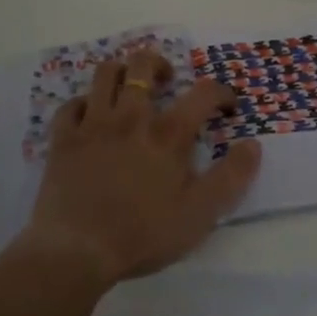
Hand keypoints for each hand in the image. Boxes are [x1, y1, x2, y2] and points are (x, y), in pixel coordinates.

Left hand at [22, 50, 259, 286]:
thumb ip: (231, 177)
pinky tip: (89, 117)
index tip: (227, 106)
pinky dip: (82, 105)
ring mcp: (93, 125)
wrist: (76, 252)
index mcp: (168, 134)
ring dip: (120, 72)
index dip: (221, 92)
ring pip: (105, 74)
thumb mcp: (200, 214)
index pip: (203, 93)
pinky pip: (71, 105)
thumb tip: (253, 144)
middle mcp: (131, 117)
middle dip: (159, 64)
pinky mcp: (63, 140)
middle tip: (167, 80)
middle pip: (143, 66)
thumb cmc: (142, 234)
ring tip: (128, 88)